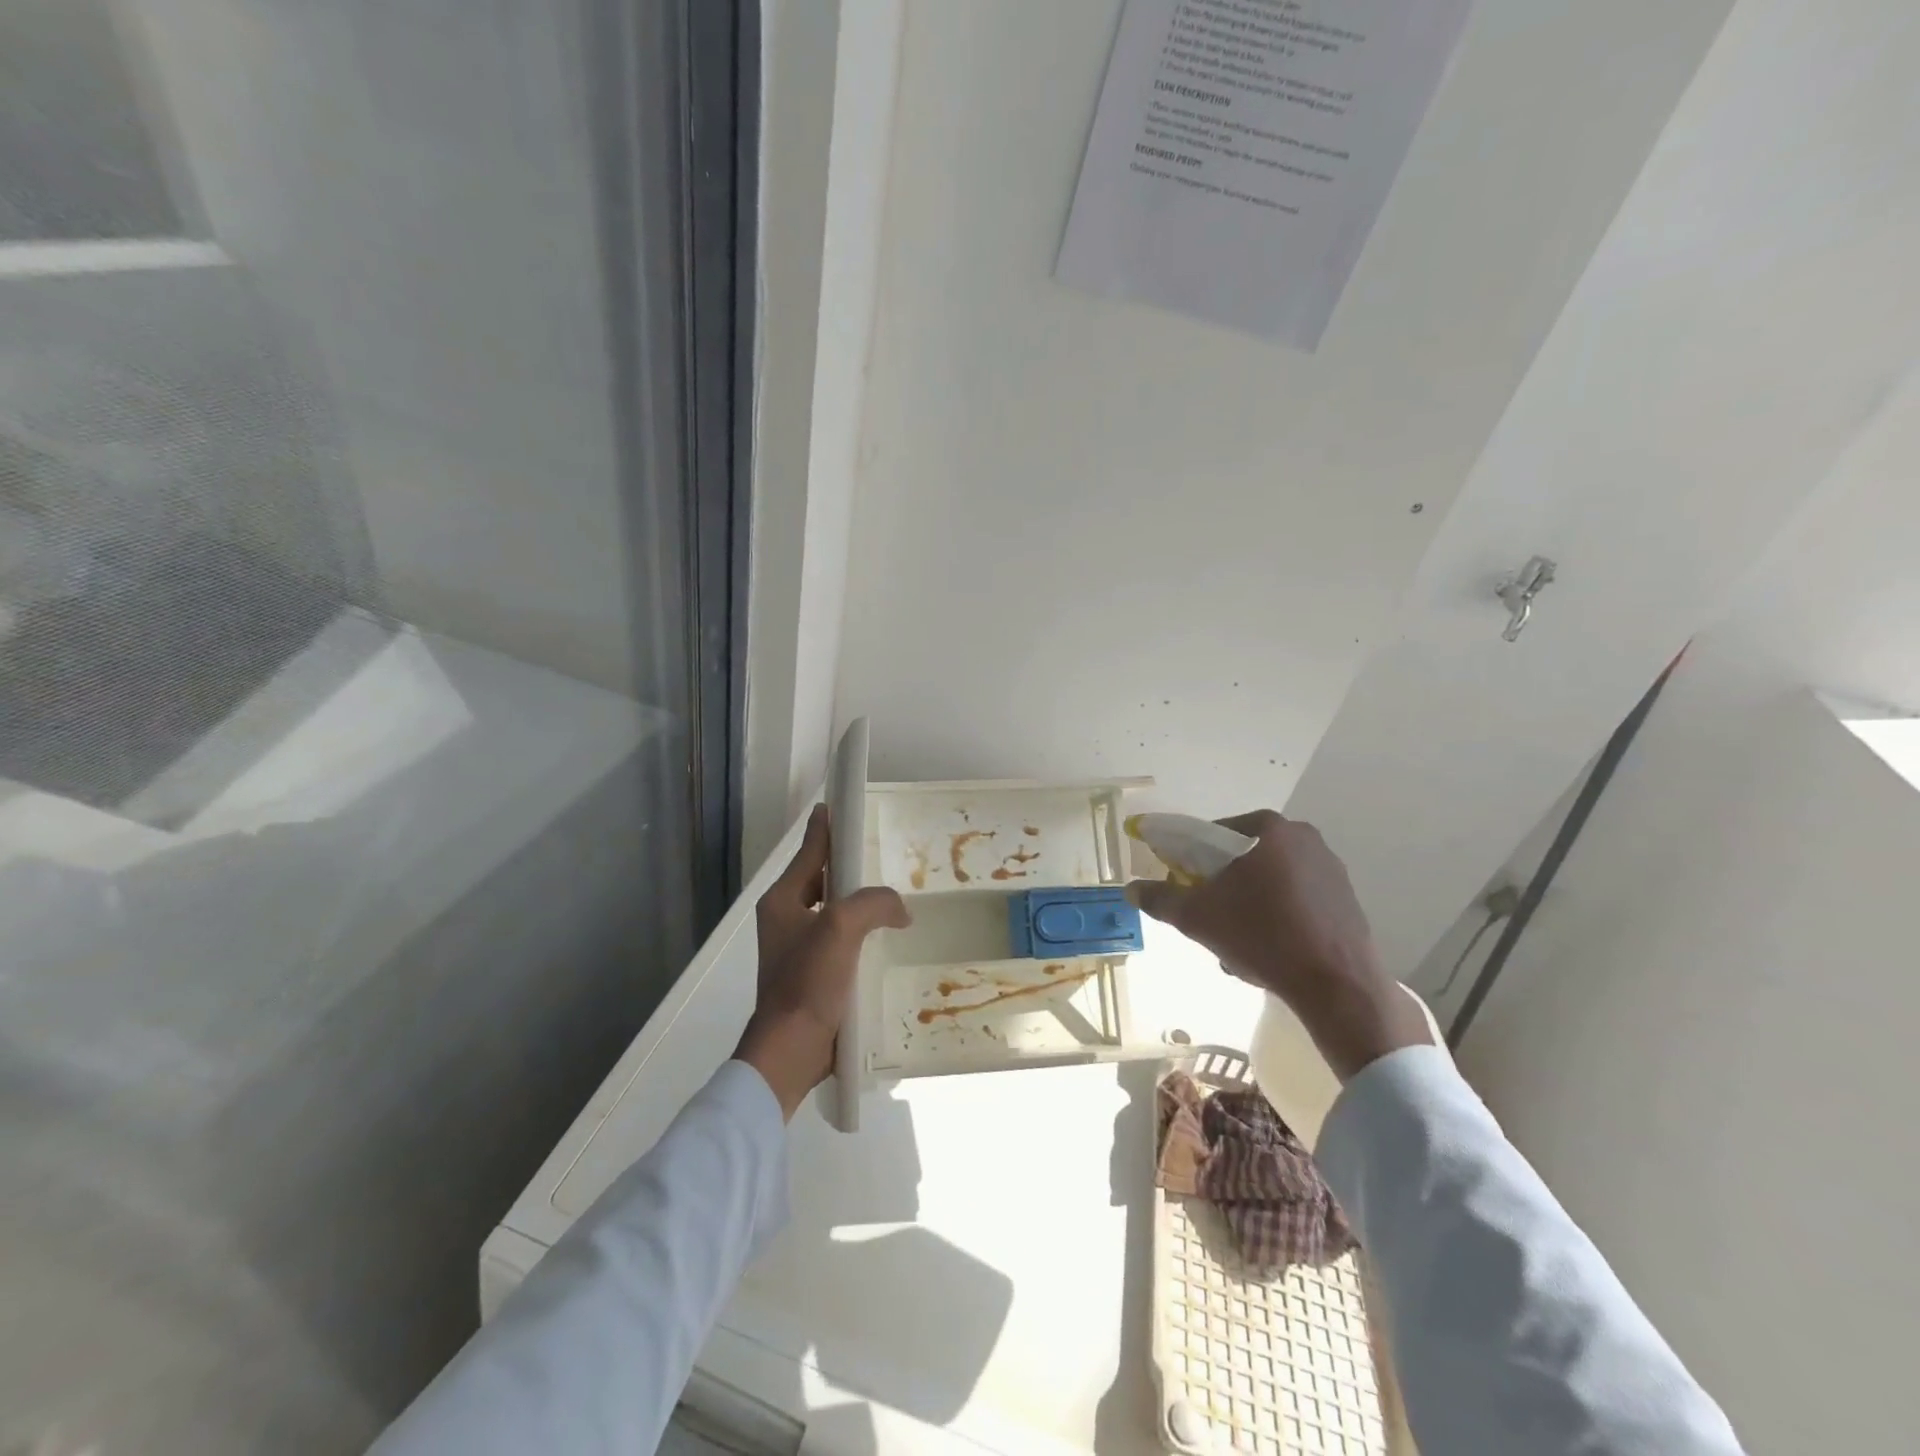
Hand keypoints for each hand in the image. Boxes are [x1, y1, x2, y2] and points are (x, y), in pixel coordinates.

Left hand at [735, 804, 911, 1119]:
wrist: (791, 1050)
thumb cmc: (808, 981)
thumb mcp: (842, 928)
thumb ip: (874, 903)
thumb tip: (899, 909)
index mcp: (783, 900)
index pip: (810, 851)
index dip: (825, 827)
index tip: (836, 804)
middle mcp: (785, 917)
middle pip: (820, 877)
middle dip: (845, 864)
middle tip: (876, 850)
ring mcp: (796, 947)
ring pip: (831, 908)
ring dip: (855, 899)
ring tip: (887, 893)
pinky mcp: (811, 972)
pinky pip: (839, 937)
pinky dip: (858, 930)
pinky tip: (882, 936)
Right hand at [1127, 811, 1429, 1080]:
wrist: (1337, 985)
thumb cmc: (1262, 935)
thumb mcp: (1197, 917)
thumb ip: (1160, 898)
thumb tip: (1131, 889)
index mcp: (1268, 829)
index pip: (1214, 833)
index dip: (1192, 859)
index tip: (1185, 886)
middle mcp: (1303, 837)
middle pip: (1243, 857)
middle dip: (1223, 886)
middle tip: (1210, 917)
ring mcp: (1330, 868)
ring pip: (1269, 881)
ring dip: (1248, 905)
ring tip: (1237, 943)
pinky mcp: (1346, 899)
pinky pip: (1296, 900)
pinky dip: (1277, 917)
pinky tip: (1269, 950)